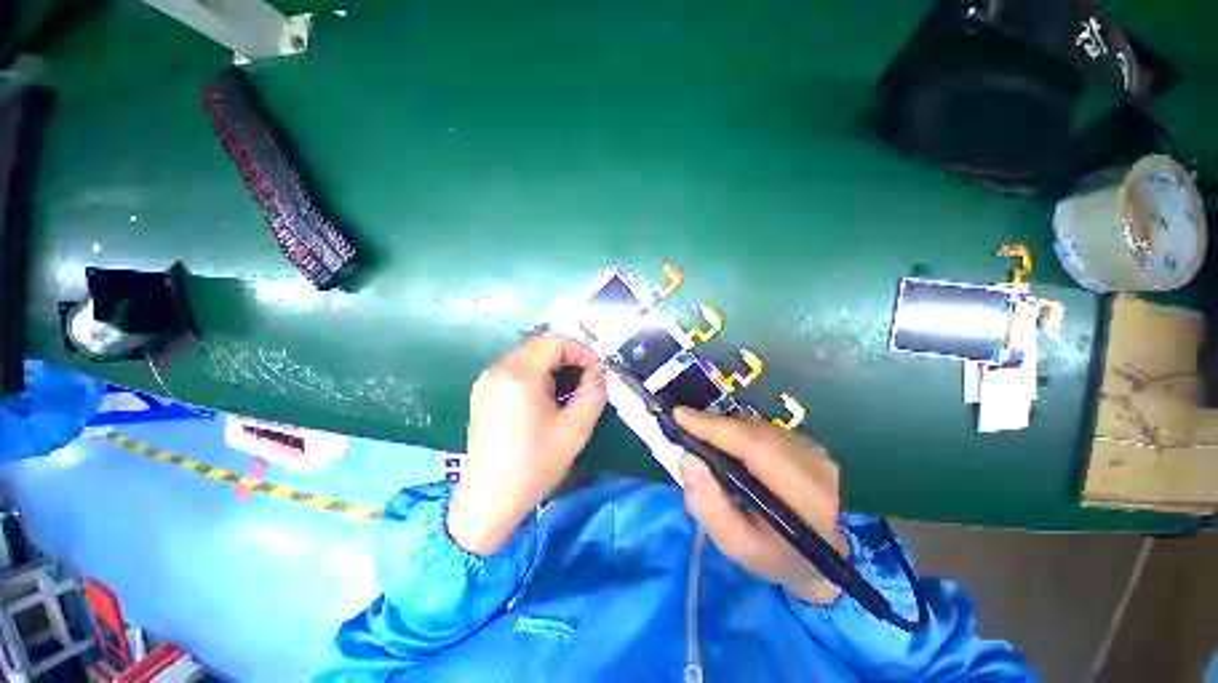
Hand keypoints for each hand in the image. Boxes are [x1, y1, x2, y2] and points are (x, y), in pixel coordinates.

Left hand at [448, 335, 605, 555]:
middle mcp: (498, 370)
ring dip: (554, 365)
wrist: (488, 500)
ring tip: (569, 389)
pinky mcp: (483, 392)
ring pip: (528, 356)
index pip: (554, 341)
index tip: (596, 370)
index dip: (581, 350)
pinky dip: (537, 374)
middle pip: (540, 346)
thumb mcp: (575, 429)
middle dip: (569, 357)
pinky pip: (516, 369)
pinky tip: (546, 397)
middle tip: (587, 378)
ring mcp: (486, 380)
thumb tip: (597, 371)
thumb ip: (593, 392)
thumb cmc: (534, 466)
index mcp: (518, 376)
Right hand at [676, 408, 847, 604]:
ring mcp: (814, 450)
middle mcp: (813, 463)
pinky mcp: (810, 445)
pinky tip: (728, 445)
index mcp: (802, 494)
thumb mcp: (736, 544)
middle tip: (684, 427)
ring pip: (758, 427)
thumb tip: (688, 458)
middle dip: (714, 425)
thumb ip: (707, 504)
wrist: (826, 560)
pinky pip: (765, 430)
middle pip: (752, 430)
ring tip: (702, 436)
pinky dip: (741, 432)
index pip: (753, 445)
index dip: (713, 426)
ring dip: (726, 428)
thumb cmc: (777, 556)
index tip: (679, 415)